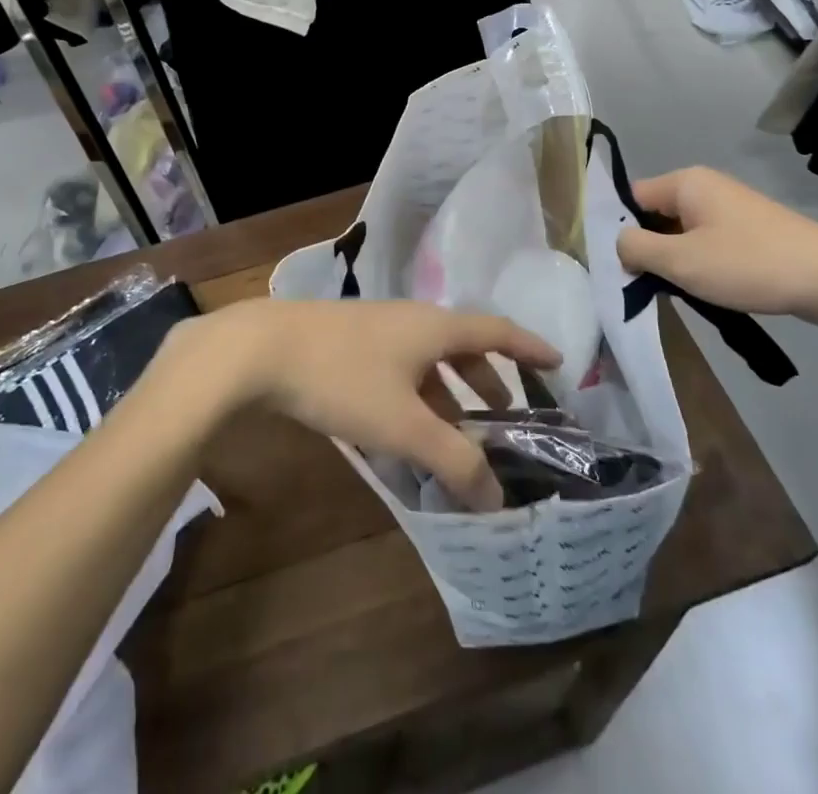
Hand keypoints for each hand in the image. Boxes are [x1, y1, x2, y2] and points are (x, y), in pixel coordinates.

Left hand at [196, 299, 559, 511]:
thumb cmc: (341, 377)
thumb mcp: (403, 424)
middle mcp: (410, 320)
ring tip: (455, 434)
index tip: (558, 363)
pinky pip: (398, 370)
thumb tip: (497, 498)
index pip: (496, 331)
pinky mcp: (347, 344)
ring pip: (426, 361)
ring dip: (447, 394)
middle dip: (486, 380)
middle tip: (505, 415)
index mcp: (434, 327)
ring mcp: (376, 330)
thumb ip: (453, 460)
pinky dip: (415, 398)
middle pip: (461, 347)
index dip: (529, 347)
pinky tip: (402, 431)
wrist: (259, 349)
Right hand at [615, 167, 817, 327]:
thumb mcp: (681, 261)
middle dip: (648, 249)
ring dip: (675, 261)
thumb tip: (618, 245)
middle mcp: (706, 187)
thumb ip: (636, 248)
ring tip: (675, 292)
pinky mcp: (750, 232)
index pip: (631, 199)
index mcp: (686, 182)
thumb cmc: (749, 264)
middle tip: (643, 285)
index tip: (616, 266)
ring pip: (681, 233)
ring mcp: (731, 209)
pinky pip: (707, 243)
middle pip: (655, 216)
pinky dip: (700, 264)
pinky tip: (705, 291)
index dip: (618, 231)